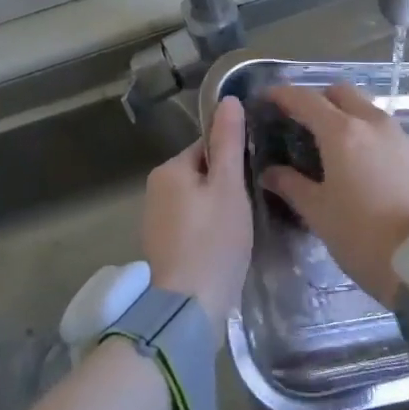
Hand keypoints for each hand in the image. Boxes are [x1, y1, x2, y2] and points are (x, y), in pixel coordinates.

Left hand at [143, 95, 252, 319]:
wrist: (186, 310)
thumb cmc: (213, 241)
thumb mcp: (229, 186)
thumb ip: (229, 142)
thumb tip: (228, 99)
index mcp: (169, 169)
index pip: (208, 147)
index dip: (235, 160)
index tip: (253, 179)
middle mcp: (155, 189)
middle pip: (202, 173)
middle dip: (226, 187)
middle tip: (250, 207)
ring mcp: (155, 221)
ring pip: (197, 201)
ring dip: (218, 210)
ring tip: (239, 230)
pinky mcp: (161, 248)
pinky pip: (190, 225)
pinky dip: (207, 231)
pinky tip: (223, 248)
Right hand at [260, 83, 408, 307]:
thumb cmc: (362, 236)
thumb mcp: (318, 213)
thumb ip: (291, 185)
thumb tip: (270, 172)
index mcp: (342, 132)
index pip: (306, 99)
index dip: (283, 95)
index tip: (266, 98)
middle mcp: (372, 122)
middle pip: (340, 93)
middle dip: (317, 98)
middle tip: (299, 120)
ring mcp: (398, 134)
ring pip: (365, 107)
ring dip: (344, 113)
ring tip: (329, 142)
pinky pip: (383, 128)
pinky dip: (365, 131)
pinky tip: (358, 160)